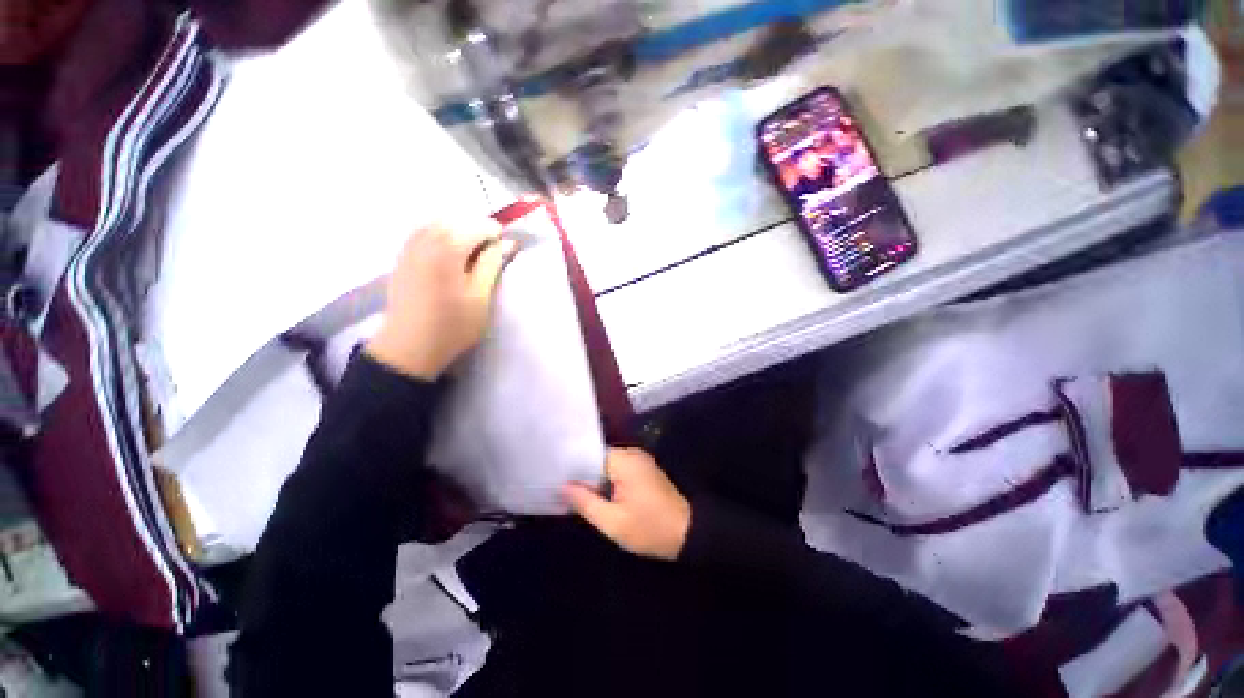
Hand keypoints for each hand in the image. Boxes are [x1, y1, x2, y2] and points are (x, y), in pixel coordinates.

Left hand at [366, 219, 514, 379]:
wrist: (410, 347)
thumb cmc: (453, 325)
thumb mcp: (481, 297)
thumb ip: (492, 265)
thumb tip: (507, 243)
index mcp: (447, 251)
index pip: (476, 227)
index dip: (494, 232)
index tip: (507, 245)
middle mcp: (425, 242)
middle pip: (455, 221)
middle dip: (476, 228)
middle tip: (491, 248)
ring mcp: (409, 249)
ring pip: (435, 224)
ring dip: (457, 229)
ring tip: (471, 249)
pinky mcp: (401, 259)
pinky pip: (421, 233)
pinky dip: (438, 234)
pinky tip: (447, 251)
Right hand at [563, 448, 690, 560]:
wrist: (687, 533)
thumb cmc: (649, 529)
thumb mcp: (613, 522)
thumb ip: (586, 502)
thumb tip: (564, 486)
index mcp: (624, 461)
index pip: (590, 454)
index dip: (573, 467)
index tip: (556, 477)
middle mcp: (632, 453)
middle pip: (598, 458)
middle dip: (582, 473)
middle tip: (561, 488)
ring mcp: (639, 460)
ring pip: (607, 464)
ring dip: (594, 477)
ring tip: (573, 491)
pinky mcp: (644, 469)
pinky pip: (618, 468)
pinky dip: (607, 479)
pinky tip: (596, 493)